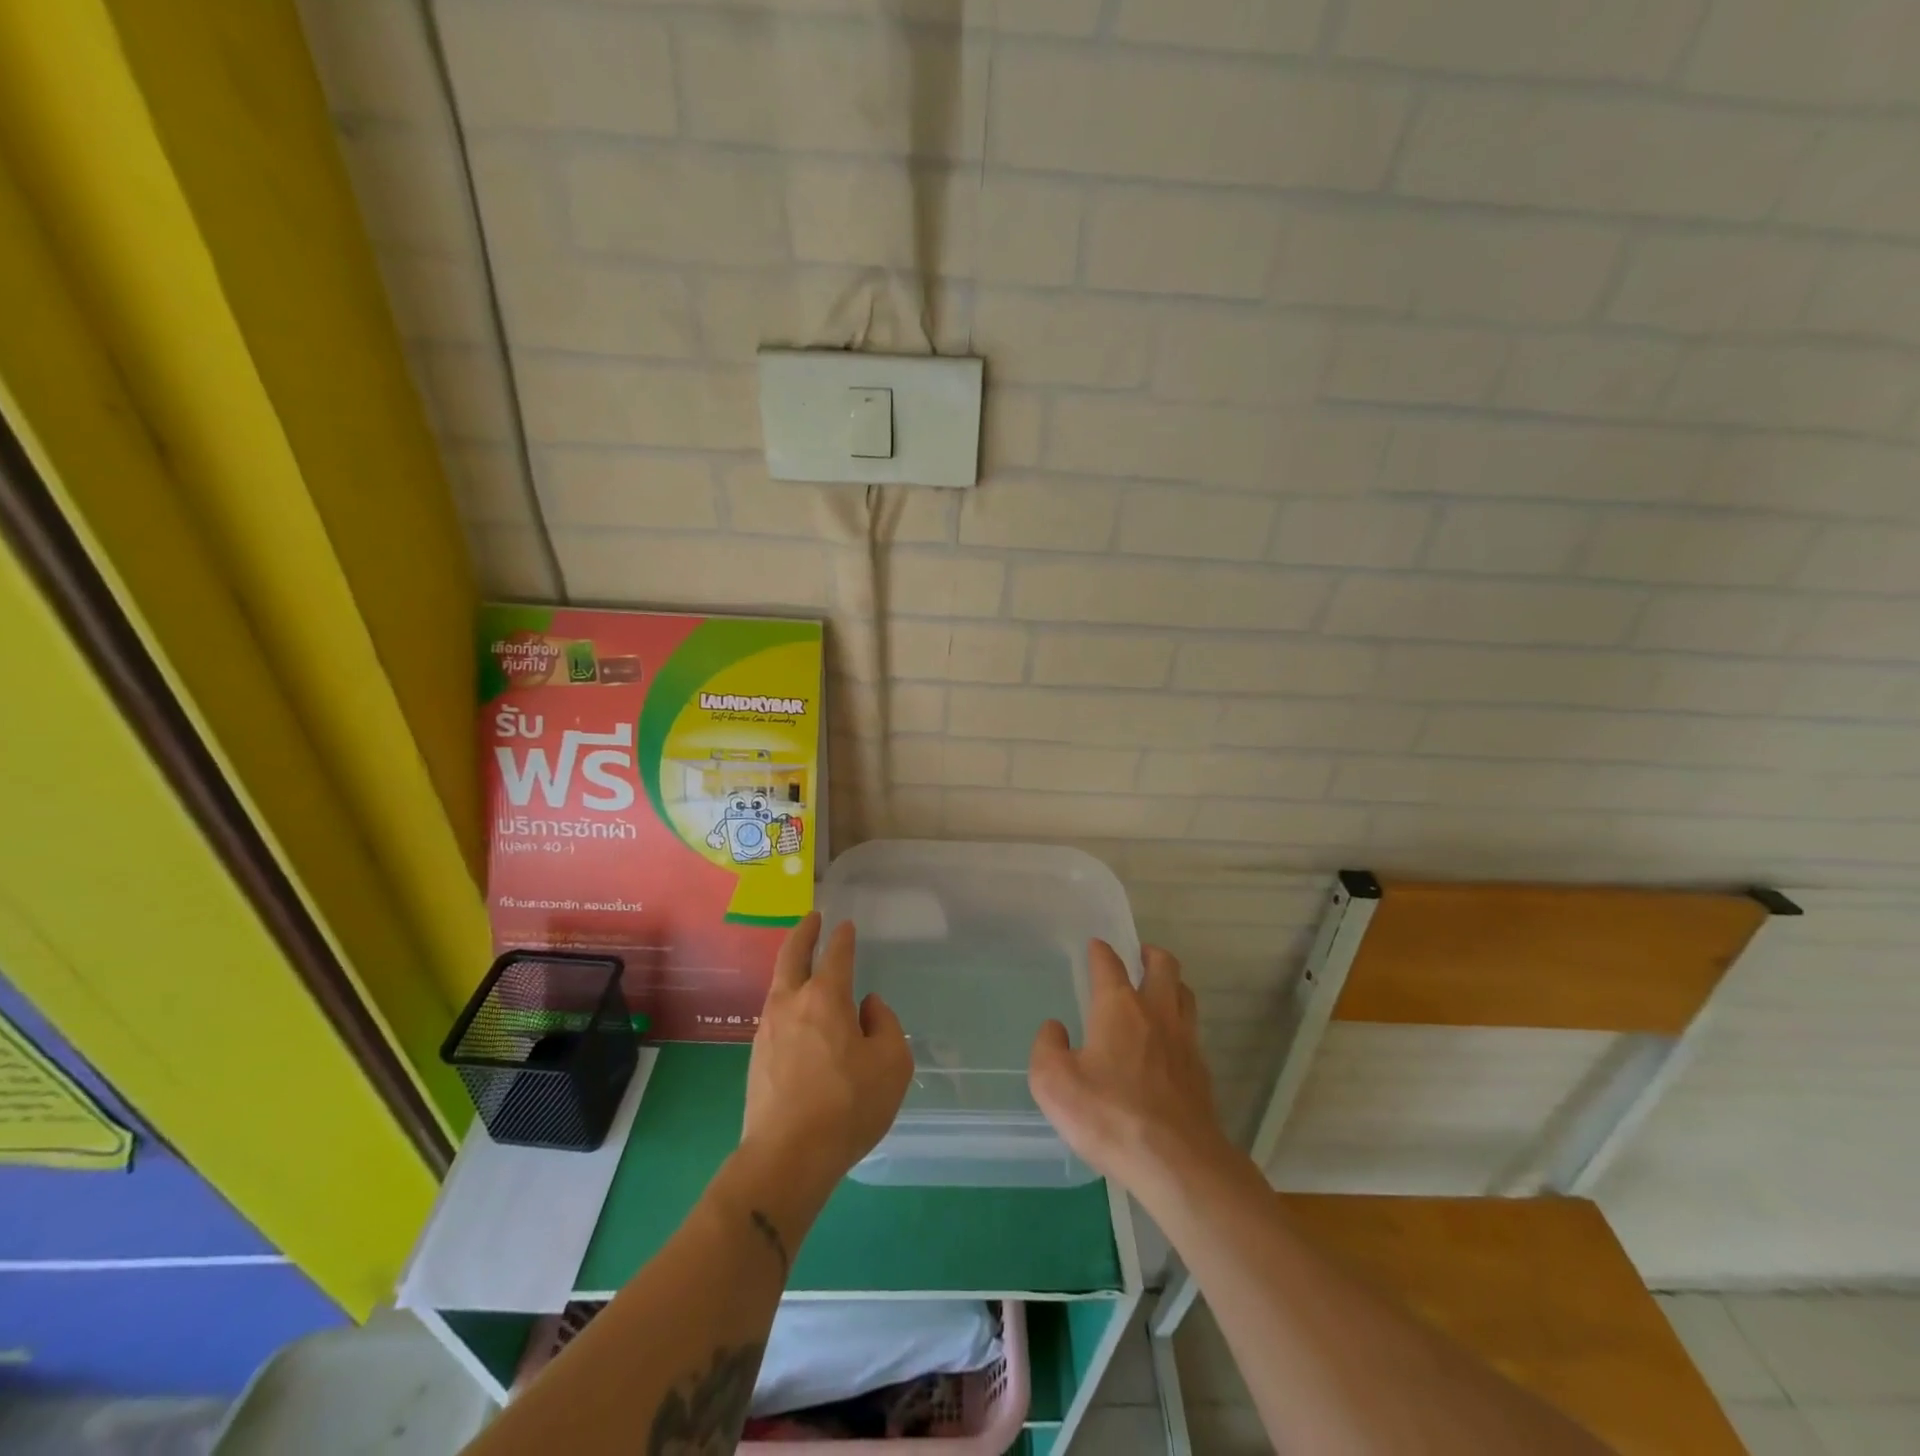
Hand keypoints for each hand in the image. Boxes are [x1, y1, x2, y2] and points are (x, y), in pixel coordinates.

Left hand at [741, 912, 913, 1203]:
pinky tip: (800, 1017)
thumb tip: (867, 1007)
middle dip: (803, 933)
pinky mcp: (756, 1058)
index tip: (845, 924)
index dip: (842, 937)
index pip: (836, 954)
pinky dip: (788, 1001)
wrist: (787, 1157)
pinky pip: (776, 1015)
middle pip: (792, 956)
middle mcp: (791, 1004)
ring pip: (779, 985)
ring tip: (805, 966)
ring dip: (792, 968)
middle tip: (812, 919)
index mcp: (825, 997)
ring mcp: (767, 1030)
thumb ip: (884, 1024)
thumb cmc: (848, 1105)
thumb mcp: (891, 1063)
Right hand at [1029, 942, 1236, 1200]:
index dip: (1100, 951)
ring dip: (1171, 984)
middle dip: (1150, 954)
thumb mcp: (1054, 1084)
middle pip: (1164, 965)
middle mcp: (1156, 1012)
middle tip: (1139, 956)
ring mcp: (1184, 1040)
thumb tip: (1055, 1029)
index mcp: (1119, 1007)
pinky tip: (1167, 1043)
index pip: (1109, 963)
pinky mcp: (1201, 1071)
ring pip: (1184, 994)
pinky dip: (1179, 1023)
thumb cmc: (1110, 1116)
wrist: (1178, 1163)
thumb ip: (1047, 1048)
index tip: (1095, 947)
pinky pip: (1191, 1030)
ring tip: (1158, 990)